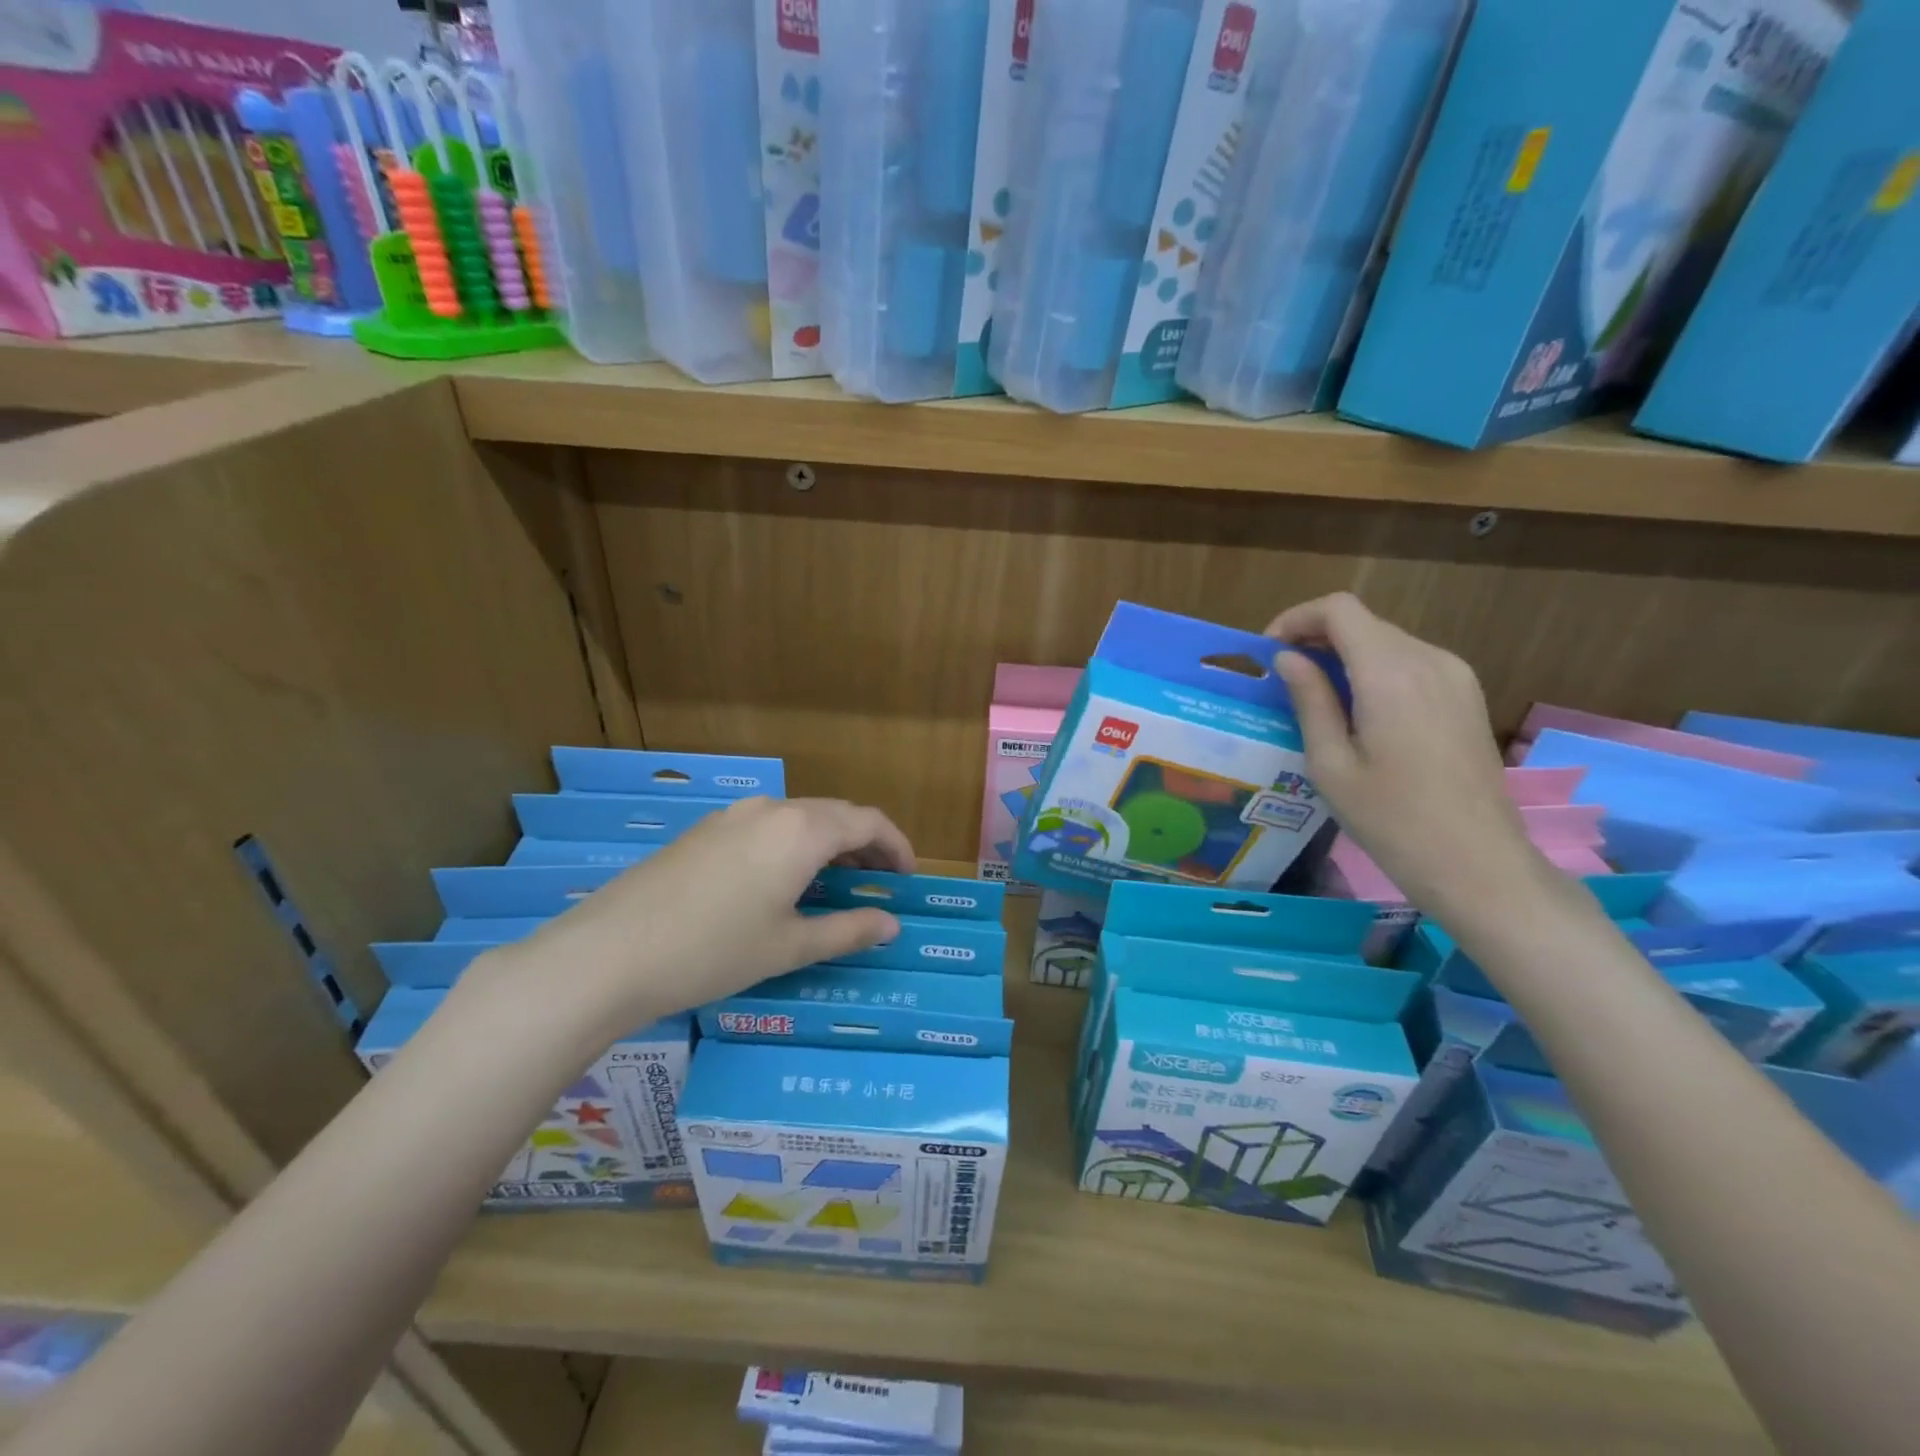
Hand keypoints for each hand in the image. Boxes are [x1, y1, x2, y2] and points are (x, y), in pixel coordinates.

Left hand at [482, 797, 915, 1034]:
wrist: (609, 954)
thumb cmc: (713, 951)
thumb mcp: (789, 947)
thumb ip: (847, 930)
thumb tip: (891, 924)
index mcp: (803, 830)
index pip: (869, 822)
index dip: (897, 846)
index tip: (909, 878)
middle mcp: (772, 809)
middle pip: (836, 815)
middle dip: (865, 845)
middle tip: (879, 883)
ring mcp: (732, 816)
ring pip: (799, 819)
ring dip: (828, 844)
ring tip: (835, 884)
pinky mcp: (704, 831)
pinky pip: (766, 827)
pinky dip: (792, 846)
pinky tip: (781, 882)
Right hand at [1267, 593, 1544, 915]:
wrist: (1476, 862)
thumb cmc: (1390, 818)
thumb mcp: (1330, 763)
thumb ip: (1309, 700)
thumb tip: (1288, 658)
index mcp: (1390, 673)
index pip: (1339, 610)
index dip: (1296, 619)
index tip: (1269, 653)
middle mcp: (1428, 659)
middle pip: (1364, 622)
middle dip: (1317, 638)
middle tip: (1284, 679)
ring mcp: (1456, 676)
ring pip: (1388, 641)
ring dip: (1346, 656)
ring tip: (1317, 698)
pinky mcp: (1467, 695)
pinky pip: (1412, 663)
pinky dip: (1376, 671)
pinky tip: (1360, 712)